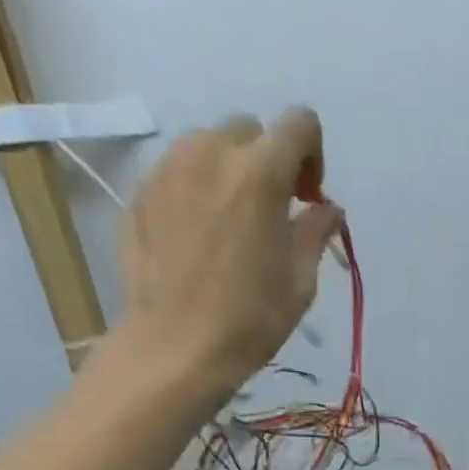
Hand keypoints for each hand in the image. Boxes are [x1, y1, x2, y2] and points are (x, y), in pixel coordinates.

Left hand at [116, 108, 342, 398]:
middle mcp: (210, 152)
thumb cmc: (251, 318)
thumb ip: (316, 231)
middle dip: (268, 163)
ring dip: (230, 173)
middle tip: (272, 213)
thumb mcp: (300, 280)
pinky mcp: (141, 191)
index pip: (299, 124)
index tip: (309, 198)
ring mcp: (169, 168)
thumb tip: (327, 209)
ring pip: (209, 146)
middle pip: (250, 131)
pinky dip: (197, 192)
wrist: (177, 346)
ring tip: (233, 225)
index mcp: (260, 171)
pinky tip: (200, 240)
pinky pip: (179, 173)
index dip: (313, 155)